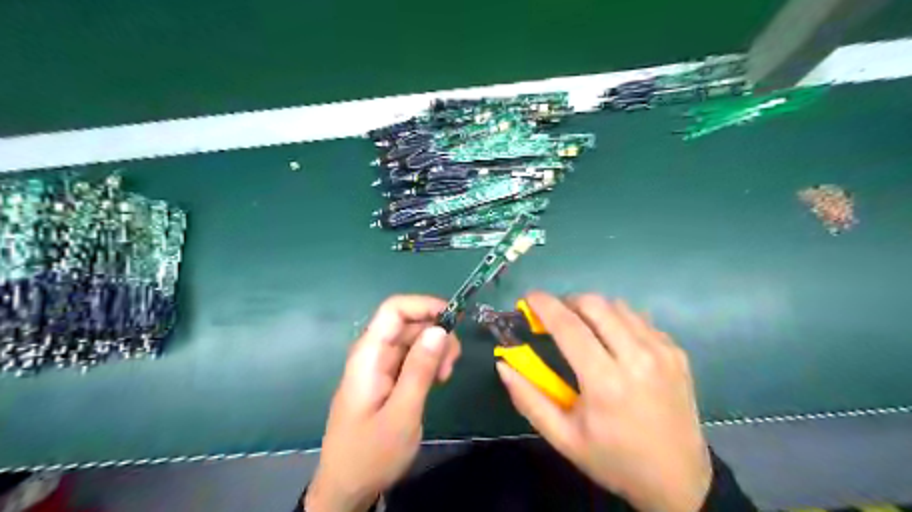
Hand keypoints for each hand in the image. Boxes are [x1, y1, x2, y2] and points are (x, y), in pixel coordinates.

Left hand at [306, 295, 464, 510]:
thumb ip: (420, 369)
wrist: (346, 488)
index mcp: (369, 356)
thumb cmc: (371, 453)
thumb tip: (440, 329)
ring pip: (413, 339)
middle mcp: (373, 354)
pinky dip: (428, 362)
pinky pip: (411, 358)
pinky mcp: (387, 378)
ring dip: (435, 349)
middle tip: (453, 362)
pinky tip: (437, 380)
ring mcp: (380, 366)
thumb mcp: (402, 413)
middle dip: (435, 332)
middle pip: (407, 323)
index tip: (454, 319)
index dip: (424, 305)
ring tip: (445, 376)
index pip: (393, 310)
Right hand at [497, 293, 711, 511]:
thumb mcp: (563, 438)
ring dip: (593, 309)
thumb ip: (528, 399)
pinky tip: (612, 341)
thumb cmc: (614, 459)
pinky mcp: (676, 351)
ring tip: (583, 328)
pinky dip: (617, 320)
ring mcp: (662, 351)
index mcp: (605, 382)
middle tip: (555, 316)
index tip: (528, 297)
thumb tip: (503, 364)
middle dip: (568, 301)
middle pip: (595, 305)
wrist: (679, 479)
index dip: (544, 305)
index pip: (569, 326)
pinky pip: (639, 319)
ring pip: (618, 306)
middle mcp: (637, 358)